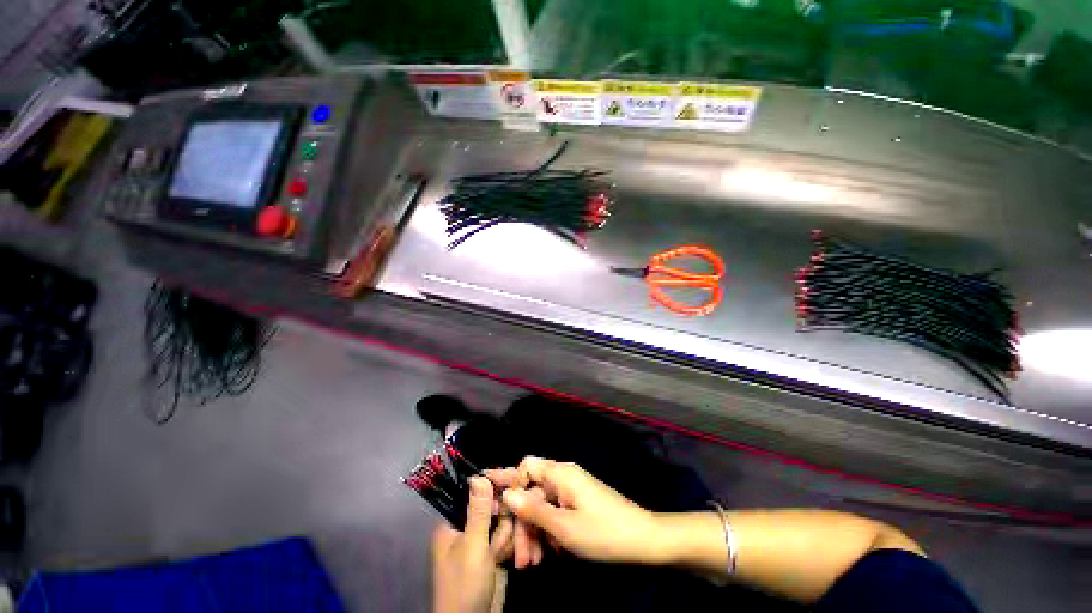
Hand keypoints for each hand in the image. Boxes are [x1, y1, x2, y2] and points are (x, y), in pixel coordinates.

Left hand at [431, 477, 514, 612]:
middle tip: (499, 538)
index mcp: (452, 523)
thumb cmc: (465, 584)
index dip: (492, 490)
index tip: (508, 489)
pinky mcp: (492, 554)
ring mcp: (480, 542)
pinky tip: (508, 558)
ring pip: (502, 522)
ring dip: (506, 536)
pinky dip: (509, 546)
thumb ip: (479, 510)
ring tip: (500, 555)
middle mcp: (465, 529)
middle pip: (492, 507)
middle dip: (502, 521)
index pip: (474, 494)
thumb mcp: (473, 545)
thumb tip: (478, 475)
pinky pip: (506, 538)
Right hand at [488, 457, 663, 566]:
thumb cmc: (603, 531)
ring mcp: (571, 491)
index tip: (491, 500)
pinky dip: (548, 532)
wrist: (643, 539)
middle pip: (532, 491)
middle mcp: (563, 476)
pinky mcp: (577, 504)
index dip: (509, 481)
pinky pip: (555, 513)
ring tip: (530, 563)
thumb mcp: (564, 527)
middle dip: (521, 522)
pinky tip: (546, 555)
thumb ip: (533, 510)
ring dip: (533, 532)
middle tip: (515, 556)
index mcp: (560, 473)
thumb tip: (506, 493)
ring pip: (542, 506)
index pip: (526, 466)